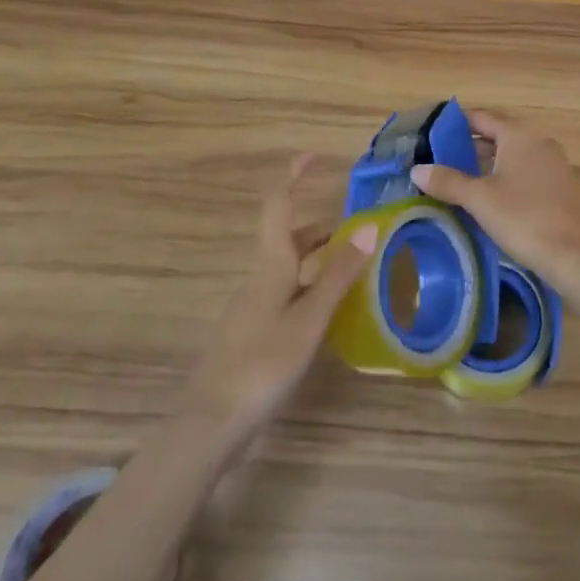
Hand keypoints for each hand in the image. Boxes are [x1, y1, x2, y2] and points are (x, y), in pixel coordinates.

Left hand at [179, 155, 378, 450]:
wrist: (210, 424)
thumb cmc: (262, 364)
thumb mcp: (310, 319)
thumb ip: (339, 275)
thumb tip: (369, 227)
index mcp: (270, 265)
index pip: (278, 205)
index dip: (293, 176)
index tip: (314, 155)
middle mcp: (260, 277)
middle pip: (289, 237)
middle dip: (322, 226)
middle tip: (360, 227)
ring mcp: (253, 306)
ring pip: (289, 266)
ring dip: (320, 256)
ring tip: (356, 264)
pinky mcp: (253, 332)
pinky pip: (286, 292)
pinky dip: (311, 285)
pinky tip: (330, 308)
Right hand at [410, 109, 579, 286]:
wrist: (576, 255)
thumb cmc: (524, 218)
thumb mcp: (479, 199)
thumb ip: (448, 181)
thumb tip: (417, 169)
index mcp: (520, 136)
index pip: (483, 118)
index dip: (457, 122)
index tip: (434, 131)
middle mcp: (539, 143)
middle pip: (498, 136)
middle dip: (470, 147)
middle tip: (441, 160)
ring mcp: (554, 165)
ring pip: (513, 157)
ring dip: (488, 165)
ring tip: (460, 181)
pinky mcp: (562, 188)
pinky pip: (527, 174)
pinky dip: (506, 179)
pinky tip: (491, 200)